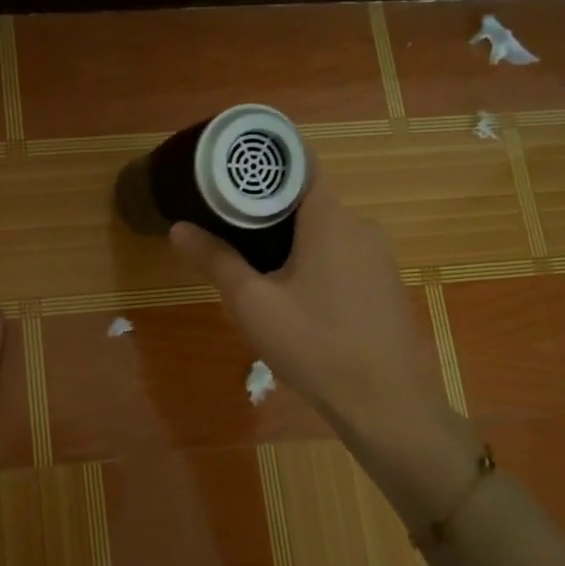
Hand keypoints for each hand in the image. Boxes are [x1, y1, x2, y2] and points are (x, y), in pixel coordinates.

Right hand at [169, 160, 451, 446]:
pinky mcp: (386, 284)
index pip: (300, 163)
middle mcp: (361, 226)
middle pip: (308, 200)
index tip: (230, 172)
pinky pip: (343, 257)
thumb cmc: (315, 345)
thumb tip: (179, 228)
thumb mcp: (253, 305)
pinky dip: (315, 262)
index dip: (265, 162)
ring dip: (291, 241)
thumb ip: (216, 261)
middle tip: (228, 229)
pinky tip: (296, 298)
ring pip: (325, 232)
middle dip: (268, 210)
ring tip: (255, 268)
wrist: (385, 403)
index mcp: (330, 219)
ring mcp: (379, 257)